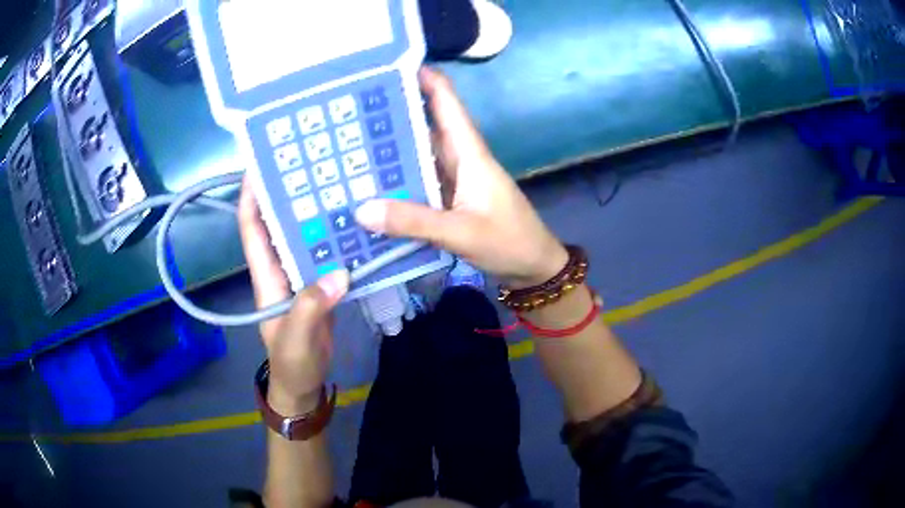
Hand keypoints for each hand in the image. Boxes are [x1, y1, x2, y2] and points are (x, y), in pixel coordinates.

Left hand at [238, 180, 349, 414]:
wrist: (304, 383)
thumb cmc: (292, 362)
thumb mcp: (296, 337)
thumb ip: (311, 307)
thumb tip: (339, 273)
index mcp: (266, 276)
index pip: (252, 228)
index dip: (252, 196)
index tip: (260, 165)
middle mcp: (281, 268)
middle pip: (280, 223)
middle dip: (289, 193)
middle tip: (312, 164)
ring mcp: (302, 276)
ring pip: (306, 236)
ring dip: (316, 212)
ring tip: (338, 183)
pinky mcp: (321, 285)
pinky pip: (327, 254)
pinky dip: (337, 237)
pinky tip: (357, 223)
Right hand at [354, 68, 566, 287]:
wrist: (534, 267)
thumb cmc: (508, 241)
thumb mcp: (460, 232)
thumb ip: (413, 221)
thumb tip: (361, 209)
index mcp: (470, 153)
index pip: (447, 104)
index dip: (426, 80)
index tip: (393, 66)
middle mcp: (460, 159)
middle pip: (427, 125)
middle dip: (395, 113)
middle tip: (352, 107)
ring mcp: (455, 180)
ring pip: (420, 154)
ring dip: (393, 148)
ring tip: (351, 140)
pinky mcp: (450, 200)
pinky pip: (420, 181)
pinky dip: (399, 180)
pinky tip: (373, 183)